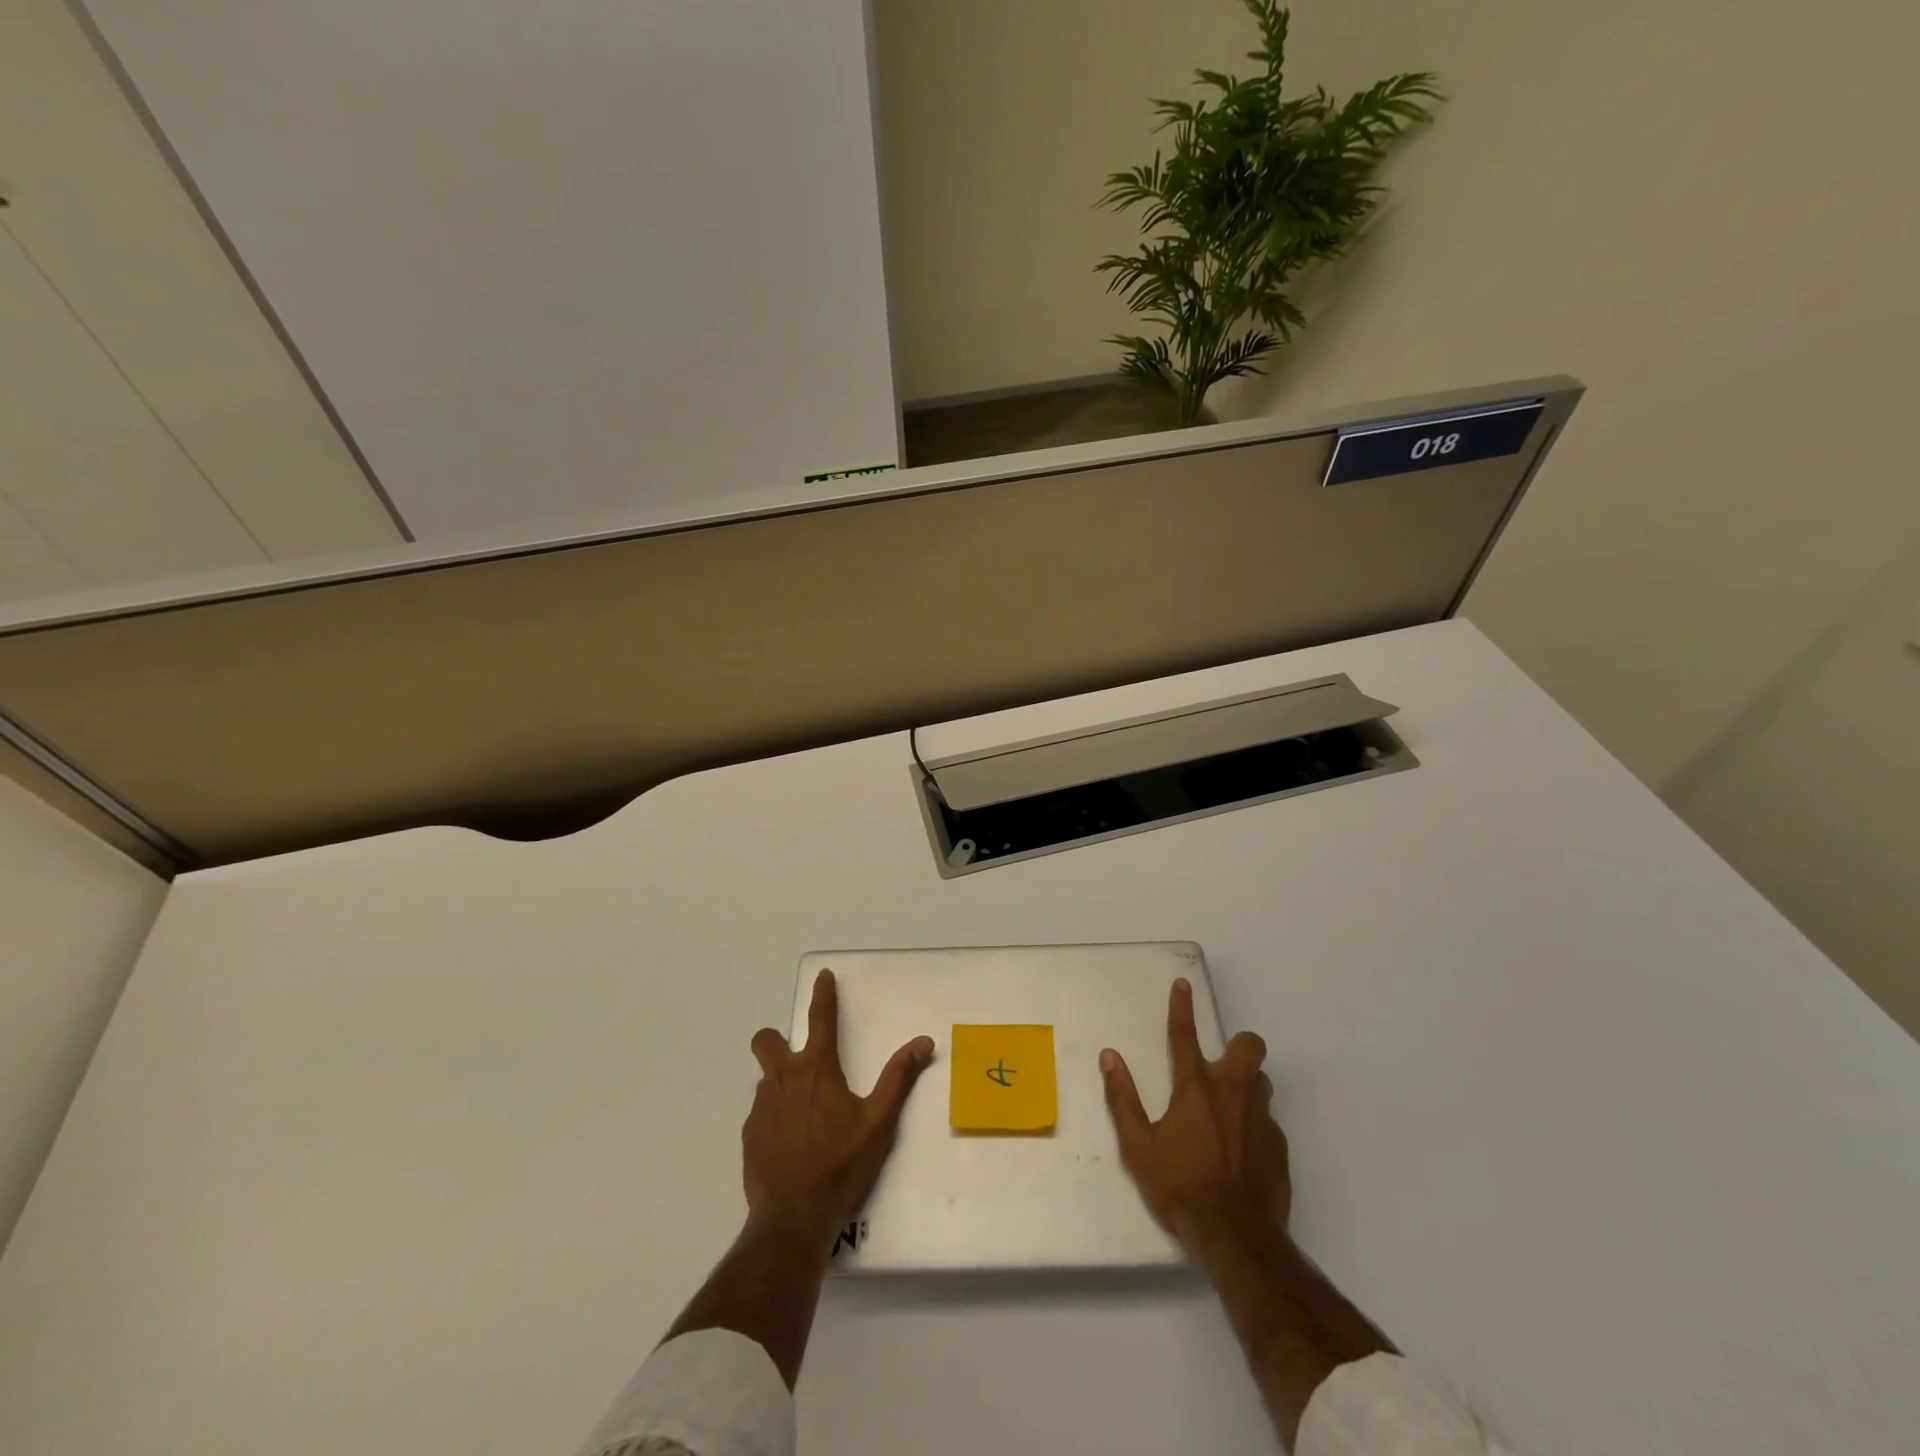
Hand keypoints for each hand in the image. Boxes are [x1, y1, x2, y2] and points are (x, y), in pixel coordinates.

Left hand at [744, 969, 934, 1247]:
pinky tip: (790, 1141)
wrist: (792, 1218)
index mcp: (817, 1070)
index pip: (820, 1019)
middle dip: (777, 1039)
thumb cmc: (841, 1165)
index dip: (823, 994)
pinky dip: (774, 1115)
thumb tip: (923, 1041)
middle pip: (767, 1040)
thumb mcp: (879, 1122)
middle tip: (799, 1058)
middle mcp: (784, 1079)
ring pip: (765, 1078)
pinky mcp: (749, 1135)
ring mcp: (761, 1107)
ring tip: (803, 1111)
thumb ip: (898, 1078)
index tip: (821, 975)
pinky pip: (760, 1111)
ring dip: (781, 1082)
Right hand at [1100, 978, 1291, 1270]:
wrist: (1236, 1238)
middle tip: (1222, 1063)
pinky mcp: (1279, 1147)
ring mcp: (1261, 1119)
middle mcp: (1232, 1092)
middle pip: (1249, 1046)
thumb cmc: (1180, 1187)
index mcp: (1195, 1088)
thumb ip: (1123, 1098)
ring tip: (1229, 1110)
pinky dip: (1255, 1125)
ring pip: (1262, 1082)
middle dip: (1239, 1044)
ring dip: (1247, 1085)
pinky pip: (1268, 1121)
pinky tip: (1242, 1151)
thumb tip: (1110, 1057)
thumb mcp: (1138, 1147)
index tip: (1183, 983)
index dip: (1182, 1006)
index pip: (1184, 1034)